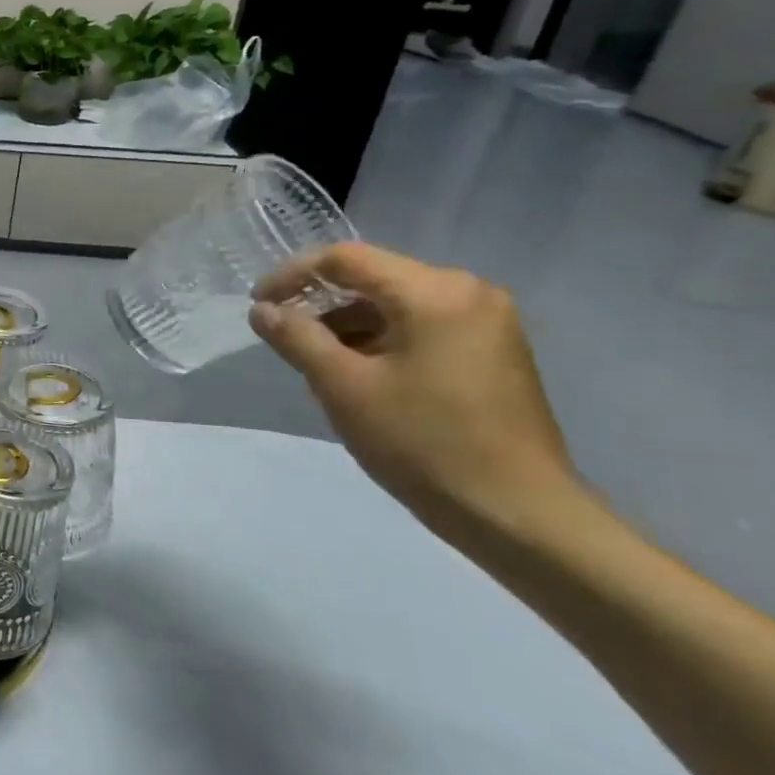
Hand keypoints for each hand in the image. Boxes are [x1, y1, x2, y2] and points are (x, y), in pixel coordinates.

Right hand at [250, 243, 589, 545]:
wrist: (517, 514)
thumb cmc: (423, 442)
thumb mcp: (343, 386)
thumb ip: (296, 338)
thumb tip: (262, 309)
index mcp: (435, 292)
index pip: (346, 259)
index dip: (292, 275)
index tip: (257, 305)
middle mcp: (469, 293)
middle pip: (373, 279)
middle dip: (320, 303)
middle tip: (282, 336)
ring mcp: (487, 323)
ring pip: (396, 305)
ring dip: (347, 324)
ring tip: (314, 361)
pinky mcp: (492, 353)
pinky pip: (421, 327)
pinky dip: (380, 340)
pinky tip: (358, 374)